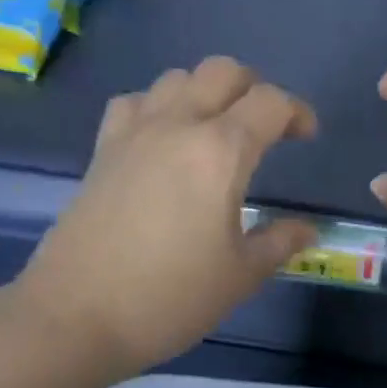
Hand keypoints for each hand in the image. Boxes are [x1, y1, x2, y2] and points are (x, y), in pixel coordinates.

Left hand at [14, 57, 318, 377]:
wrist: (79, 315)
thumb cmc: (171, 298)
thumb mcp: (239, 277)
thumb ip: (278, 243)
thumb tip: (307, 229)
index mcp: (220, 152)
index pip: (268, 104)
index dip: (296, 112)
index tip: (307, 136)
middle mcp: (177, 126)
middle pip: (222, 72)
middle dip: (253, 88)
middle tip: (266, 127)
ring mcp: (133, 133)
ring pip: (176, 79)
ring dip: (206, 92)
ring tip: (216, 132)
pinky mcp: (102, 151)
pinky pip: (135, 102)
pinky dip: (158, 107)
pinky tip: (163, 141)